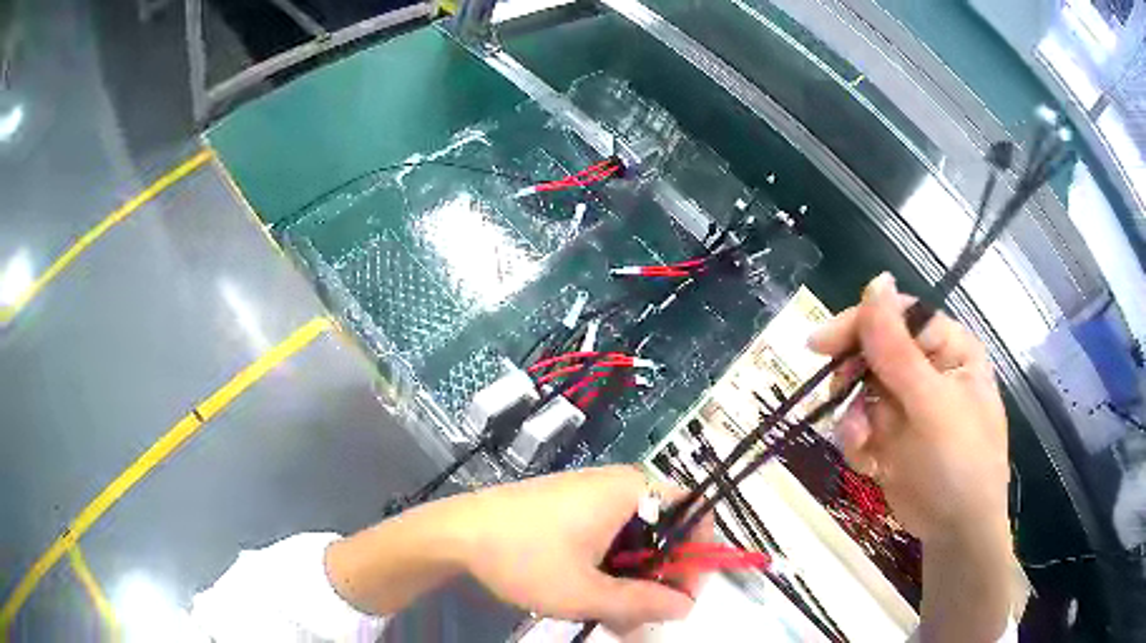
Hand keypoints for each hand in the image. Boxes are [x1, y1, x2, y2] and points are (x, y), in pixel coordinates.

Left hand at [439, 465, 711, 633]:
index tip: (682, 596)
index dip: (698, 557)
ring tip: (615, 618)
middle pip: (665, 531)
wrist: (455, 533)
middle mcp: (618, 485)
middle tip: (645, 617)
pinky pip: (608, 538)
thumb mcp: (586, 592)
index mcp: (632, 491)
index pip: (695, 514)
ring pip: (635, 541)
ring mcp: (591, 496)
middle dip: (661, 578)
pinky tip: (593, 599)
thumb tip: (685, 607)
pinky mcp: (570, 508)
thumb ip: (642, 603)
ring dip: (633, 580)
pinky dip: (610, 569)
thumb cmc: (524, 556)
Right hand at [808, 273, 1008, 545]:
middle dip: (854, 378)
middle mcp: (927, 368)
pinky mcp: (890, 435)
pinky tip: (870, 464)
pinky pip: (858, 425)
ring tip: (862, 445)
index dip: (860, 324)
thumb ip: (898, 348)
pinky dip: (857, 443)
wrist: (956, 533)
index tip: (820, 345)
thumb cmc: (959, 462)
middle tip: (836, 394)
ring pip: (860, 391)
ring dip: (853, 418)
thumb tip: (875, 280)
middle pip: (874, 351)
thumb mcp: (931, 404)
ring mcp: (907, 404)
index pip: (898, 316)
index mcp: (948, 348)